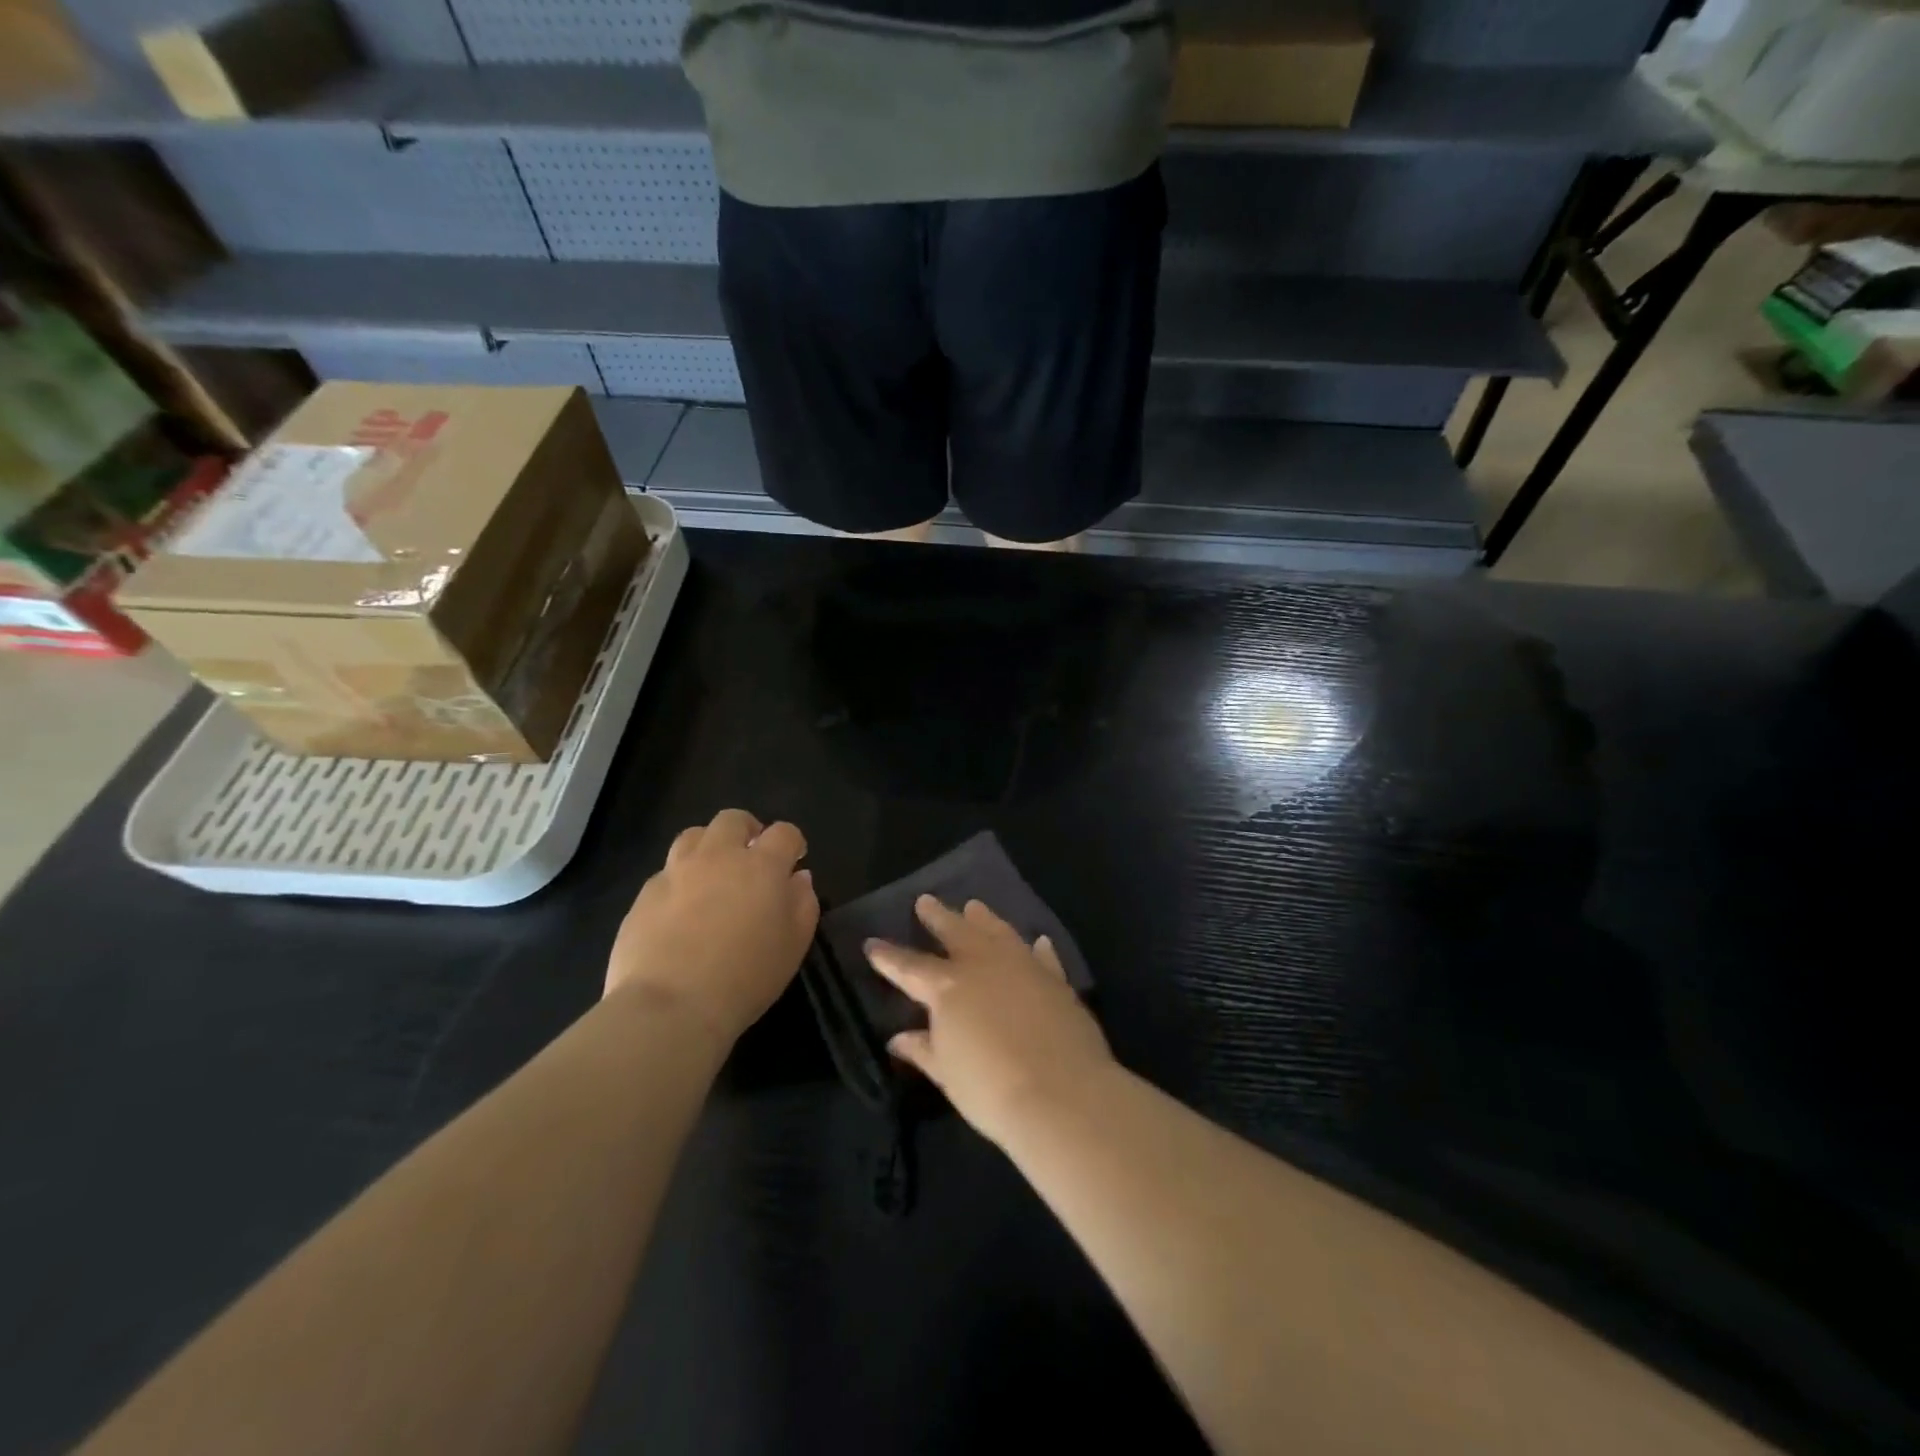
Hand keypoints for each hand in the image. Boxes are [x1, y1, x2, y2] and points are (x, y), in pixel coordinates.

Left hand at [606, 809, 817, 1045]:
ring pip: (692, 836)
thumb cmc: (746, 977)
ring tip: (713, 874)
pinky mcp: (645, 895)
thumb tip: (799, 878)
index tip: (795, 859)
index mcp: (761, 866)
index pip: (783, 833)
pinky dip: (680, 880)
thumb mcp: (794, 945)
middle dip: (747, 830)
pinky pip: (666, 873)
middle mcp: (718, 857)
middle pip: (732, 820)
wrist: (670, 1006)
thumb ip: (803, 904)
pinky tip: (681, 910)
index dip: (793, 842)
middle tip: (751, 856)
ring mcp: (676, 872)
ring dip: (708, 846)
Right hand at [865, 896, 1112, 1147]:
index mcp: (947, 986)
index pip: (908, 966)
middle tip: (925, 900)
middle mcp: (983, 964)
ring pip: (998, 931)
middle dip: (937, 917)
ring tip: (974, 906)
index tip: (872, 944)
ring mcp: (1022, 966)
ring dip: (984, 919)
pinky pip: (1042, 956)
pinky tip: (1038, 941)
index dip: (888, 956)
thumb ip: (924, 1049)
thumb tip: (898, 1038)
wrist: (1062, 1094)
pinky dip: (1037, 948)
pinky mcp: (1055, 979)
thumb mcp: (947, 1073)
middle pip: (955, 931)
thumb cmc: (991, 1089)